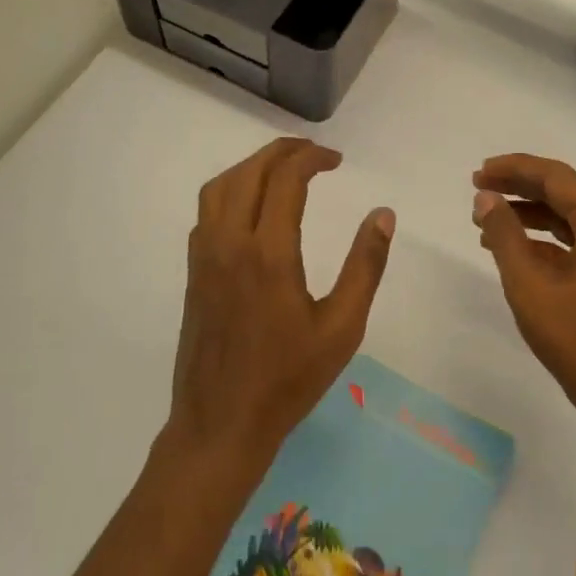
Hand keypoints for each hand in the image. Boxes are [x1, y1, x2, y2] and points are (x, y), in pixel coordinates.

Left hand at [168, 138, 395, 465]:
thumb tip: (383, 215)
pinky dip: (231, 190)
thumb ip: (365, 266)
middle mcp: (231, 242)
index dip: (312, 158)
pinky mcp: (193, 271)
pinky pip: (207, 211)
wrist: (220, 424)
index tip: (337, 160)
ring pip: (221, 186)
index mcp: (269, 253)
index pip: (286, 179)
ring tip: (282, 169)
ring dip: (252, 165)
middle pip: (250, 171)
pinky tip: (251, 206)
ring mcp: (205, 256)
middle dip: (283, 151)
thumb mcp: (342, 328)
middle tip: (314, 153)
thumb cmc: (287, 380)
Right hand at [473, 154, 575, 442]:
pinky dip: (544, 238)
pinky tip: (511, 247)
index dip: (514, 169)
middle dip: (519, 186)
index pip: (556, 177)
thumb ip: (504, 234)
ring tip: (486, 218)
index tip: (478, 173)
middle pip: (564, 191)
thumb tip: (485, 198)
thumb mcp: (529, 285)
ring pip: (569, 215)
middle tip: (477, 187)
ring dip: (528, 212)